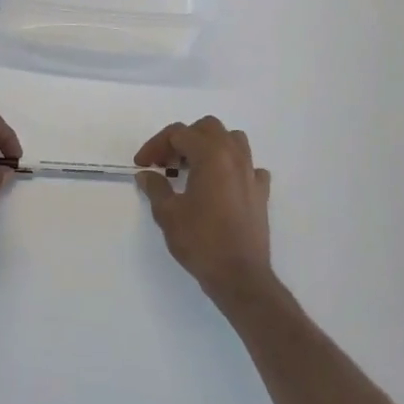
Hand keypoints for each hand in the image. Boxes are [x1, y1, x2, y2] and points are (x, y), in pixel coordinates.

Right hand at [134, 117, 275, 298]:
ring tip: (193, 168)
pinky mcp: (261, 192)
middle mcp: (235, 157)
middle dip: (183, 140)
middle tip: (165, 163)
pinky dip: (232, 168)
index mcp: (211, 156)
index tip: (142, 164)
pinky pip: (248, 166)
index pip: (179, 133)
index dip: (156, 145)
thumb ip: (156, 187)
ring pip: (233, 140)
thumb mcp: (168, 214)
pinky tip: (220, 185)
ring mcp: (251, 173)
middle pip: (208, 128)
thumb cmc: (201, 241)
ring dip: (210, 146)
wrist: (240, 275)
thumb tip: (146, 175)